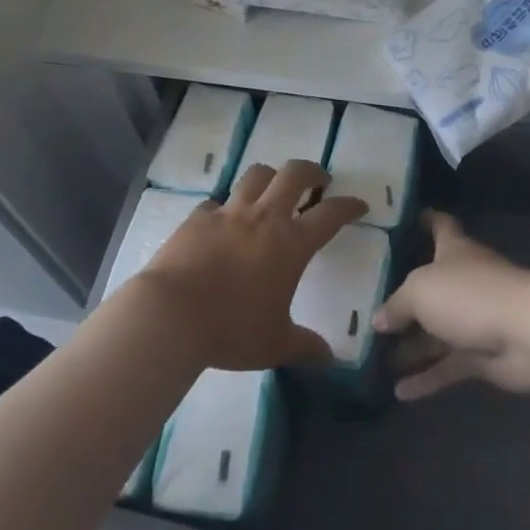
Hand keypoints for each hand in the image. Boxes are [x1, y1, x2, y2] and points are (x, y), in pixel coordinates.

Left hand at [137, 160, 366, 371]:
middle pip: (293, 174)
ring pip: (256, 175)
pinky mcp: (198, 217)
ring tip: (274, 188)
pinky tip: (225, 221)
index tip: (358, 204)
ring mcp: (228, 212)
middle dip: (312, 171)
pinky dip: (227, 206)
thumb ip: (305, 347)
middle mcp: (263, 217)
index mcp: (290, 243)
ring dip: (271, 177)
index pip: (330, 214)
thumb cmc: (232, 329)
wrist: (171, 313)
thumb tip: (329, 358)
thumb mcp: (275, 345)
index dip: (348, 206)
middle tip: (318, 181)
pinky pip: (218, 201)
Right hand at [374, 210, 529, 400]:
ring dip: (411, 347)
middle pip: (432, 286)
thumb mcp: (419, 290)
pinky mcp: (483, 356)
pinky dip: (427, 378)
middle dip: (405, 299)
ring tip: (376, 358)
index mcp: (453, 251)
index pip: (440, 226)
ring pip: (437, 333)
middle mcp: (464, 281)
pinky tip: (399, 392)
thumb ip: (396, 304)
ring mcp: (475, 320)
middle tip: (370, 308)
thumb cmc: (470, 294)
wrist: (528, 334)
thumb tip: (378, 320)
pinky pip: (449, 366)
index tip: (406, 220)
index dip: (425, 220)